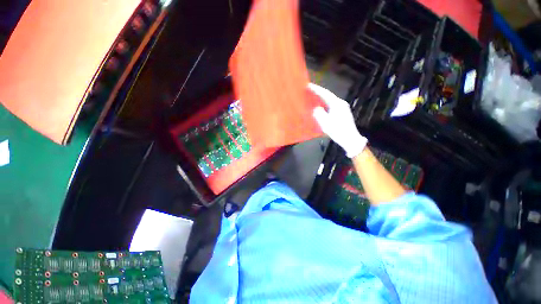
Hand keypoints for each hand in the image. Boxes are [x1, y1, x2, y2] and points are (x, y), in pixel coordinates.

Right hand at [309, 83, 367, 157]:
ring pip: (330, 100)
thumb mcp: (325, 123)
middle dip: (319, 93)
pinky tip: (321, 106)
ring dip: (321, 98)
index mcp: (337, 104)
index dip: (316, 89)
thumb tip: (316, 109)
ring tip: (313, 97)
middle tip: (309, 90)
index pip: (325, 94)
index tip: (308, 85)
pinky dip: (325, 104)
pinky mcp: (343, 113)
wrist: (350, 139)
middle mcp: (341, 103)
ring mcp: (343, 108)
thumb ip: (319, 114)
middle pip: (328, 96)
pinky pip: (331, 105)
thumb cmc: (338, 131)